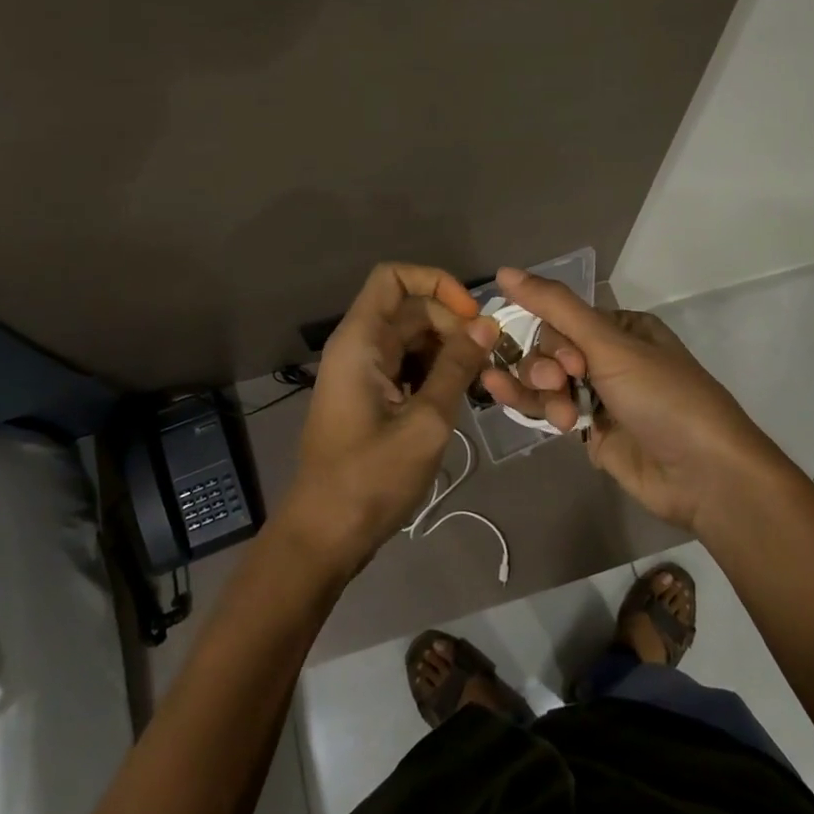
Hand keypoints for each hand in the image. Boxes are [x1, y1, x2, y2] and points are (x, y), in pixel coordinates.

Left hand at [280, 263, 499, 577]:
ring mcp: (362, 373)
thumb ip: (457, 368)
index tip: (471, 317)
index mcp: (361, 341)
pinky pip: (406, 367)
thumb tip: (486, 326)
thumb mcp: (426, 421)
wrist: (325, 535)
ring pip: (413, 340)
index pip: (394, 277)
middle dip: (453, 327)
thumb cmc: (372, 478)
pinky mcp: (369, 397)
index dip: (436, 284)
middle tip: (488, 364)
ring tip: (480, 384)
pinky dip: (434, 374)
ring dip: (448, 353)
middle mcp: (359, 347)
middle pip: (411, 309)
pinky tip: (459, 400)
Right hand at [479, 267, 786, 533]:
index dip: (553, 339)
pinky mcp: (590, 431)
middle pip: (549, 350)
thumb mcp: (610, 346)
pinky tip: (504, 401)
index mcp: (621, 329)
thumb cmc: (662, 398)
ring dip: (539, 391)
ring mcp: (599, 396)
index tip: (570, 363)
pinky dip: (532, 407)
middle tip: (562, 386)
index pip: (562, 319)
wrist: (703, 474)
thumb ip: (556, 307)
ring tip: (557, 414)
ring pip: (545, 381)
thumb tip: (503, 270)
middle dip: (547, 368)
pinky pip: (549, 409)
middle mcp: (608, 358)